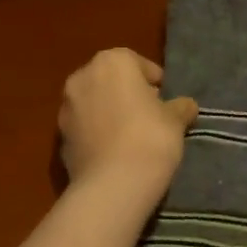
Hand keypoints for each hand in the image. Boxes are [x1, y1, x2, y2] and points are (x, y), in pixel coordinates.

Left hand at [58, 49, 198, 201]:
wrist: (113, 184)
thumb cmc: (150, 137)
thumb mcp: (175, 120)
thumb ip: (180, 107)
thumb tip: (186, 105)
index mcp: (112, 62)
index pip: (137, 63)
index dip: (154, 82)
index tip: (166, 101)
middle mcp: (82, 77)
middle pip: (110, 81)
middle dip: (128, 95)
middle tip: (149, 117)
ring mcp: (66, 108)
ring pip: (94, 104)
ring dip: (109, 113)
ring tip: (131, 137)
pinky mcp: (59, 137)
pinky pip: (84, 129)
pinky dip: (97, 134)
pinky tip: (114, 153)